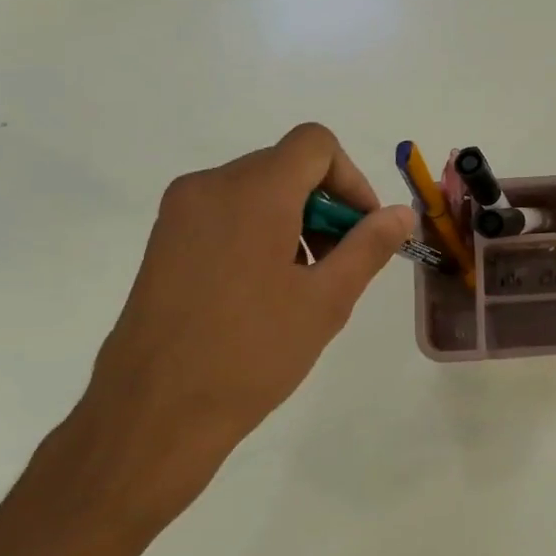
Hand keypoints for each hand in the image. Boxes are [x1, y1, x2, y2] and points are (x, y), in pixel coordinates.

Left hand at [44, 124, 413, 539]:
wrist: (154, 411)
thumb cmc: (251, 353)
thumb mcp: (326, 301)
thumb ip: (369, 246)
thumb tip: (401, 213)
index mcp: (254, 191)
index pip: (316, 144)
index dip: (351, 180)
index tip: (362, 231)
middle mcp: (211, 185)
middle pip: (286, 165)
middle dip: (325, 205)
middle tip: (338, 265)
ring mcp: (180, 212)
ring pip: (255, 190)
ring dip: (293, 220)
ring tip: (301, 284)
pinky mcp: (164, 240)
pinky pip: (225, 213)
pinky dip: (258, 232)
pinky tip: (262, 291)